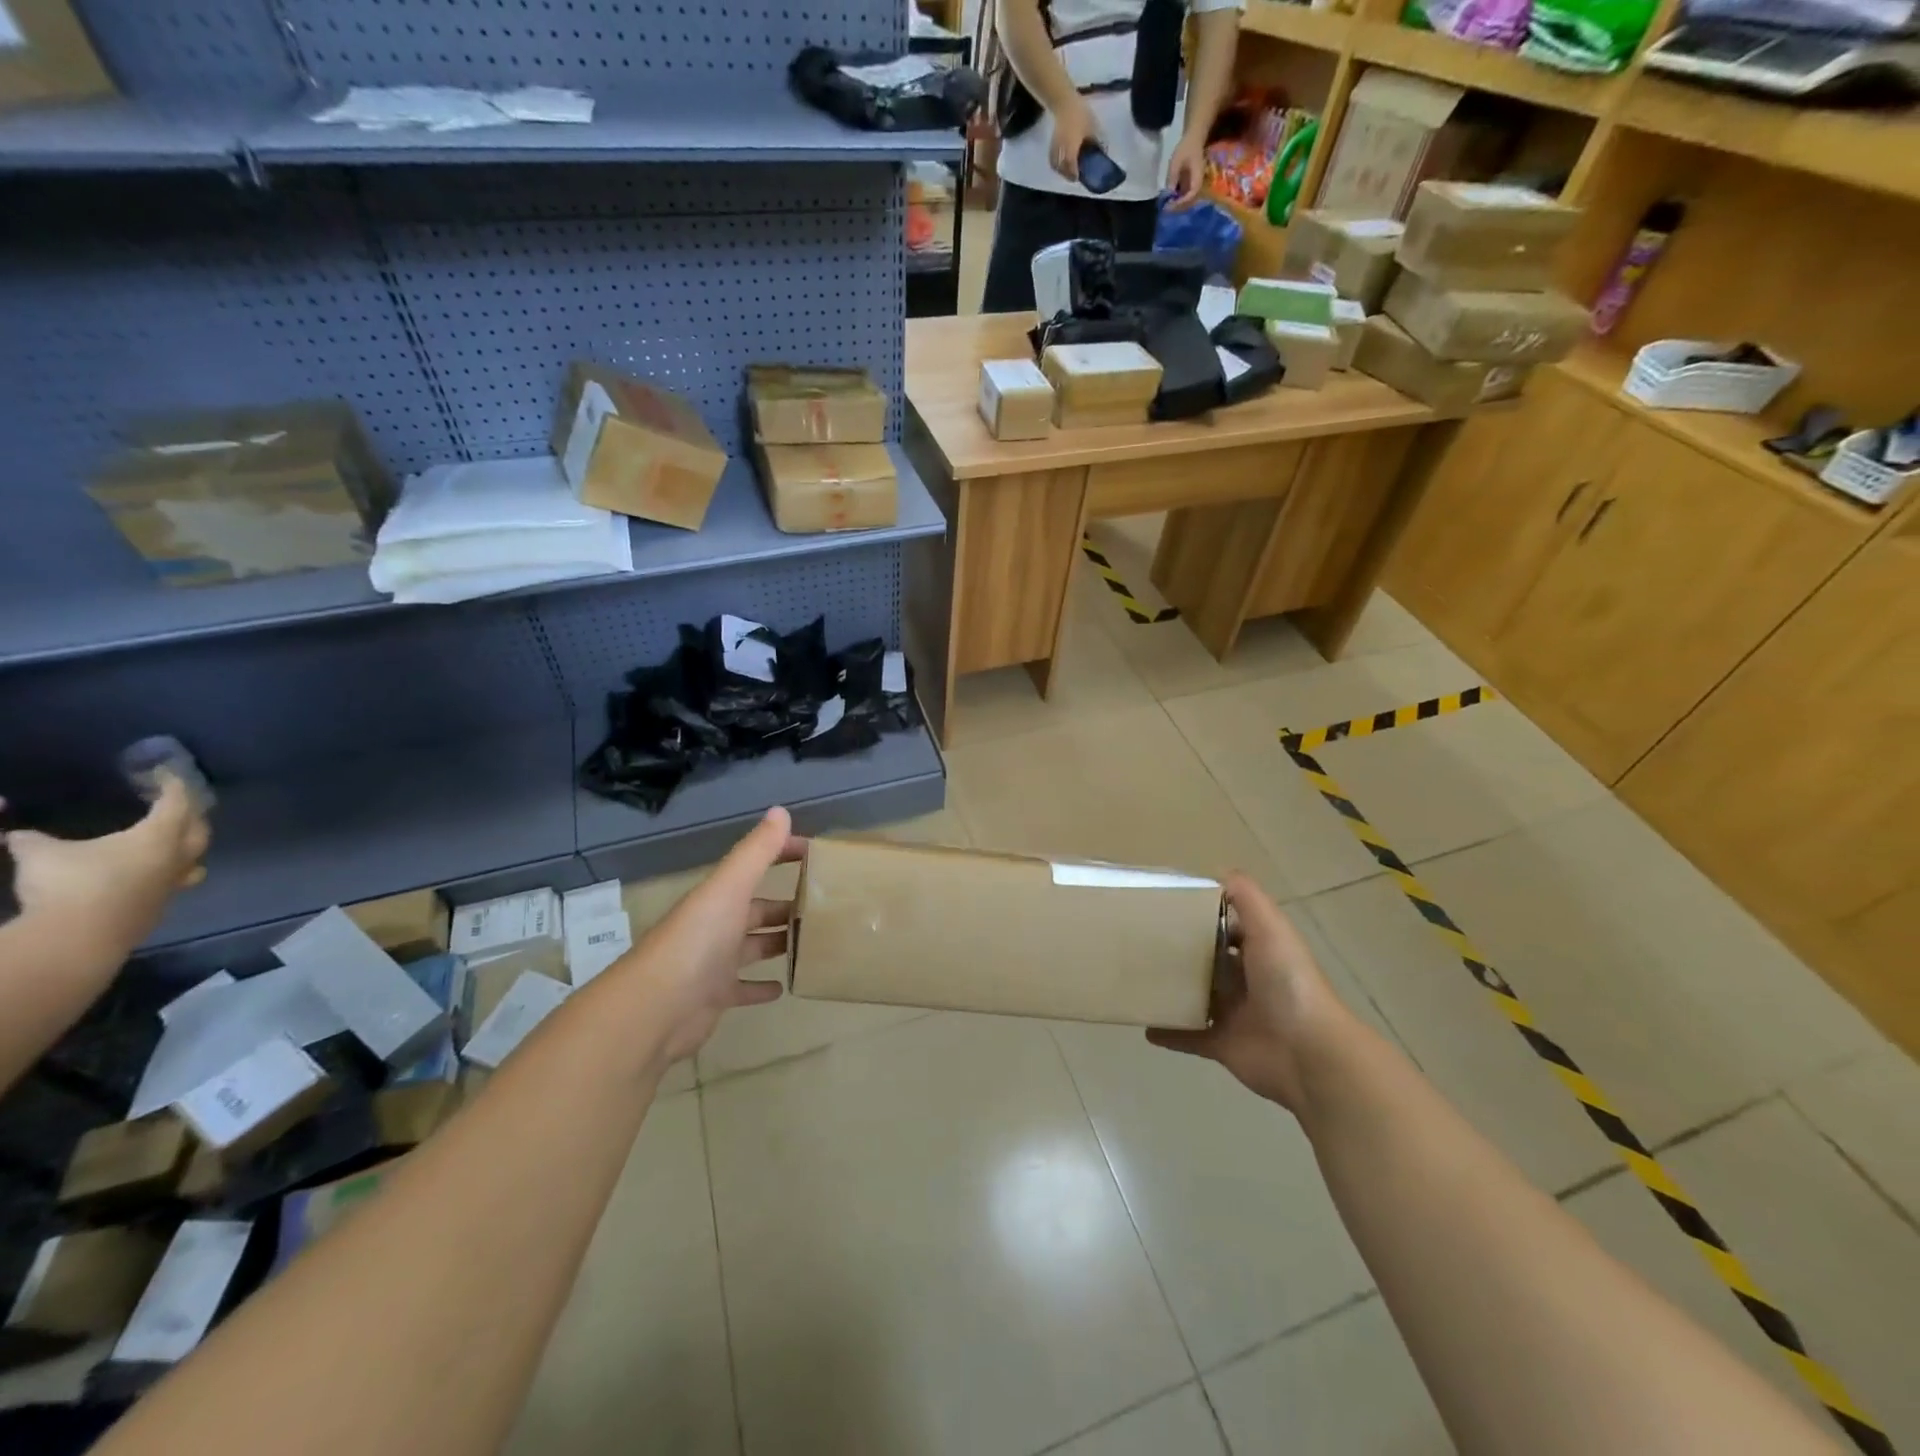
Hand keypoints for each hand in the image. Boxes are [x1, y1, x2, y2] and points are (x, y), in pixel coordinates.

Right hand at [2, 772, 209, 949]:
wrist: (80, 939)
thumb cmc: (68, 885)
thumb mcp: (39, 855)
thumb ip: (31, 840)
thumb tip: (15, 834)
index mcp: (160, 836)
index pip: (178, 803)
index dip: (174, 786)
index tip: (167, 775)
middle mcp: (178, 857)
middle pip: (199, 829)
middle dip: (193, 814)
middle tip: (180, 804)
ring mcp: (173, 885)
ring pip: (196, 858)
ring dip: (190, 845)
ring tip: (178, 838)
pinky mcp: (161, 907)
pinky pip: (177, 882)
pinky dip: (172, 871)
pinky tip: (155, 874)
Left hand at [613, 807, 802, 1065]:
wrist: (657, 1007)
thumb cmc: (698, 940)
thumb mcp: (729, 888)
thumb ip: (756, 851)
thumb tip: (781, 810)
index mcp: (719, 897)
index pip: (754, 867)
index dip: (781, 855)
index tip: (815, 855)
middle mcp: (716, 926)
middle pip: (756, 910)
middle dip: (784, 906)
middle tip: (824, 907)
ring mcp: (714, 963)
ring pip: (753, 947)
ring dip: (777, 943)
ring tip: (812, 942)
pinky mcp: (715, 997)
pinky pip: (744, 988)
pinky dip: (762, 986)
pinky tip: (785, 986)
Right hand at [1048, 96, 1098, 182]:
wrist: (1064, 101)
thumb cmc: (1080, 113)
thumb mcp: (1092, 126)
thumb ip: (1097, 140)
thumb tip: (1103, 151)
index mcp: (1072, 146)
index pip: (1071, 165)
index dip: (1074, 173)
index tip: (1078, 178)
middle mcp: (1062, 149)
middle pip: (1062, 168)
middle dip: (1067, 174)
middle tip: (1074, 176)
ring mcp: (1056, 147)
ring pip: (1056, 164)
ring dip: (1061, 170)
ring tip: (1068, 171)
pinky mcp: (1052, 143)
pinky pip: (1053, 158)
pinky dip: (1056, 163)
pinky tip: (1061, 163)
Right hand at [1147, 874, 1347, 1113]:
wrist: (1307, 1052)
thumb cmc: (1287, 982)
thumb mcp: (1270, 926)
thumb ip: (1246, 896)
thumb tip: (1217, 872)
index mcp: (1259, 950)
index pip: (1227, 927)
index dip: (1201, 916)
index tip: (1164, 906)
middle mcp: (1246, 980)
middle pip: (1207, 961)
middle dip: (1180, 952)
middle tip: (1140, 940)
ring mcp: (1233, 1014)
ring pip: (1195, 997)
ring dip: (1171, 990)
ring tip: (1136, 978)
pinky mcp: (1222, 1044)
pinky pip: (1189, 1036)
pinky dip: (1168, 1032)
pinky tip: (1145, 1025)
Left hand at [1165, 132, 1208, 209]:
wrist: (1194, 139)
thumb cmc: (1186, 148)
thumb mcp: (1176, 161)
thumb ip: (1172, 177)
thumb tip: (1168, 193)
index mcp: (1198, 177)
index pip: (1192, 194)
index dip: (1182, 202)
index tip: (1171, 204)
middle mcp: (1198, 183)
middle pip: (1191, 201)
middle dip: (1178, 207)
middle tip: (1166, 209)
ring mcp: (1195, 185)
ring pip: (1188, 201)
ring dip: (1178, 206)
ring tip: (1167, 207)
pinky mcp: (1191, 185)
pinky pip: (1186, 196)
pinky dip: (1178, 201)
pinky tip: (1170, 202)